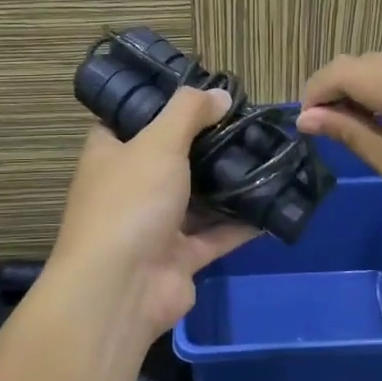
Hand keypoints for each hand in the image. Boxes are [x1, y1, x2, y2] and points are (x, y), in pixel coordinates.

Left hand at [48, 87, 257, 346]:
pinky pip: (215, 235)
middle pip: (169, 159)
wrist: (121, 289)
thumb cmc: (130, 203)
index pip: (128, 120)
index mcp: (109, 156)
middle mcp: (128, 189)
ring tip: (265, 156)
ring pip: (195, 199)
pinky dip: (240, 224)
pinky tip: (272, 203)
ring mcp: (153, 226)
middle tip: (245, 122)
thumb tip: (220, 94)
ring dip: (225, 184)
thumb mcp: (158, 143)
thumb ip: (189, 113)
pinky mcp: (178, 259)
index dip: (158, 104)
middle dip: (204, 144)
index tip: (197, 91)